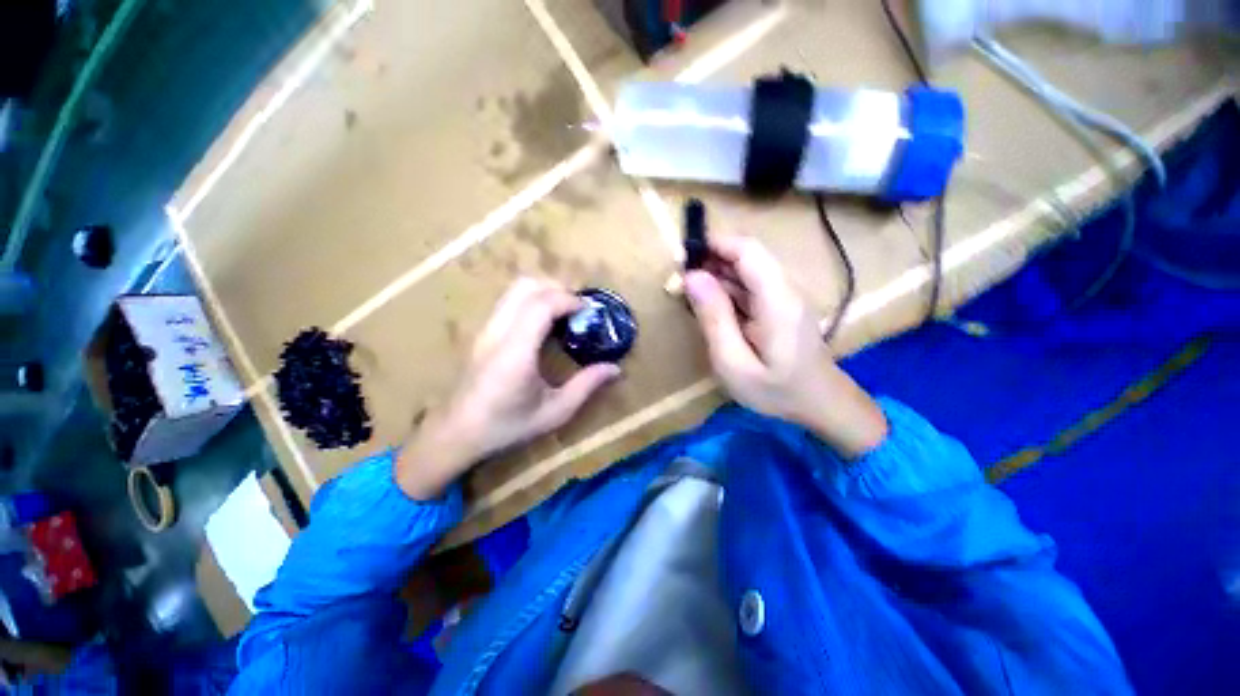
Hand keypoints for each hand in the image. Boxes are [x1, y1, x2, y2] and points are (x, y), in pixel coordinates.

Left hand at [397, 278, 621, 498]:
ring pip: (514, 289)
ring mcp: (486, 329)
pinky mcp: (482, 332)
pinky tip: (544, 324)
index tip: (589, 311)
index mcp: (516, 352)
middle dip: (558, 289)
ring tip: (564, 313)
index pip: (541, 304)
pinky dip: (532, 300)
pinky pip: (509, 301)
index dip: (569, 300)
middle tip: (578, 309)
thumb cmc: (507, 426)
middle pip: (526, 286)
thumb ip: (586, 386)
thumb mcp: (554, 412)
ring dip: (544, 291)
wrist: (456, 434)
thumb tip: (615, 369)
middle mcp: (497, 332)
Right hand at [684, 234, 886, 458]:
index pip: (747, 250)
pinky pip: (752, 287)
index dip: (715, 244)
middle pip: (747, 257)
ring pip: (748, 271)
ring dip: (717, 275)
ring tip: (689, 292)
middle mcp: (785, 289)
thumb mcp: (734, 362)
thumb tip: (692, 277)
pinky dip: (728, 290)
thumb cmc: (776, 391)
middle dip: (711, 260)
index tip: (683, 255)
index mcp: (777, 299)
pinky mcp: (782, 306)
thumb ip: (714, 318)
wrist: (821, 406)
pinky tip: (710, 306)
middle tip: (680, 279)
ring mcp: (785, 297)